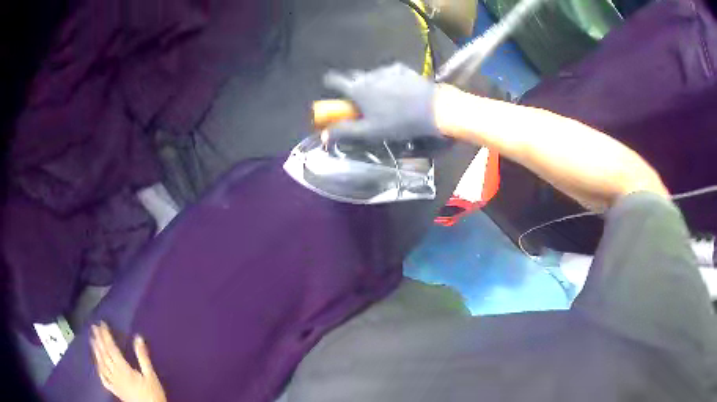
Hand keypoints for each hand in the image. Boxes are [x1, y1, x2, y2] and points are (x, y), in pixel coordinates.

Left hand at [90, 322, 166, 401]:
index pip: (111, 348)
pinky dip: (98, 369)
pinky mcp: (114, 390)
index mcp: (123, 369)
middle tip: (93, 327)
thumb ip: (143, 357)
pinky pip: (103, 378)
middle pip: (104, 354)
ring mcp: (113, 382)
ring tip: (92, 340)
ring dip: (96, 351)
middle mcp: (115, 374)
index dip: (106, 335)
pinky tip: (96, 364)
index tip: (102, 324)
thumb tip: (138, 337)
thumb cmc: (152, 394)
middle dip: (98, 340)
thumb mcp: (151, 376)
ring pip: (101, 364)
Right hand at [322, 63, 450, 150]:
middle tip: (359, 99)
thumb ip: (344, 131)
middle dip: (352, 85)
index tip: (330, 88)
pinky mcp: (402, 68)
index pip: (334, 79)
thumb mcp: (369, 131)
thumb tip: (324, 135)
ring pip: (372, 75)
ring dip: (372, 83)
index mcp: (357, 88)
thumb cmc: (398, 122)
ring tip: (383, 97)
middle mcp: (368, 75)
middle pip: (353, 76)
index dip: (330, 83)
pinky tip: (398, 90)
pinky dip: (389, 79)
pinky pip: (389, 72)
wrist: (432, 109)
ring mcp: (386, 69)